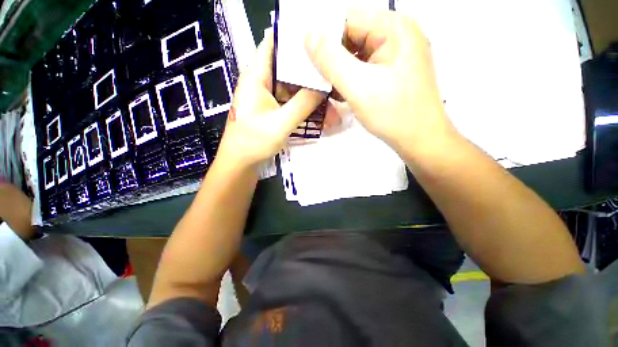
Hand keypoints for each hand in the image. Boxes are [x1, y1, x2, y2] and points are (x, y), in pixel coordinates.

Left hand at [216, 30, 324, 169]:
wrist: (240, 164)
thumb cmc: (253, 142)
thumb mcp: (281, 123)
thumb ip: (303, 104)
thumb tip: (323, 87)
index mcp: (256, 77)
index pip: (273, 44)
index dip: (294, 40)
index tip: (318, 43)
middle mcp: (261, 83)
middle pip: (289, 70)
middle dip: (311, 76)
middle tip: (332, 80)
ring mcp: (267, 98)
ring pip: (293, 90)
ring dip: (311, 97)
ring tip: (332, 106)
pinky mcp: (271, 111)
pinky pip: (291, 104)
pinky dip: (305, 109)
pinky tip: (321, 116)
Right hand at [305, 10, 452, 151]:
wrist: (420, 140)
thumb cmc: (393, 114)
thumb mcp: (358, 86)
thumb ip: (331, 60)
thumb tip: (308, 35)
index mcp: (393, 28)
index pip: (348, 19)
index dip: (325, 38)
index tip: (308, 61)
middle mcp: (396, 35)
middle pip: (352, 37)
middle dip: (332, 59)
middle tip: (317, 80)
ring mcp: (395, 55)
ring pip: (356, 55)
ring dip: (339, 72)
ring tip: (328, 90)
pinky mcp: (392, 72)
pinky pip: (364, 68)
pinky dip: (350, 80)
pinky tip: (342, 94)